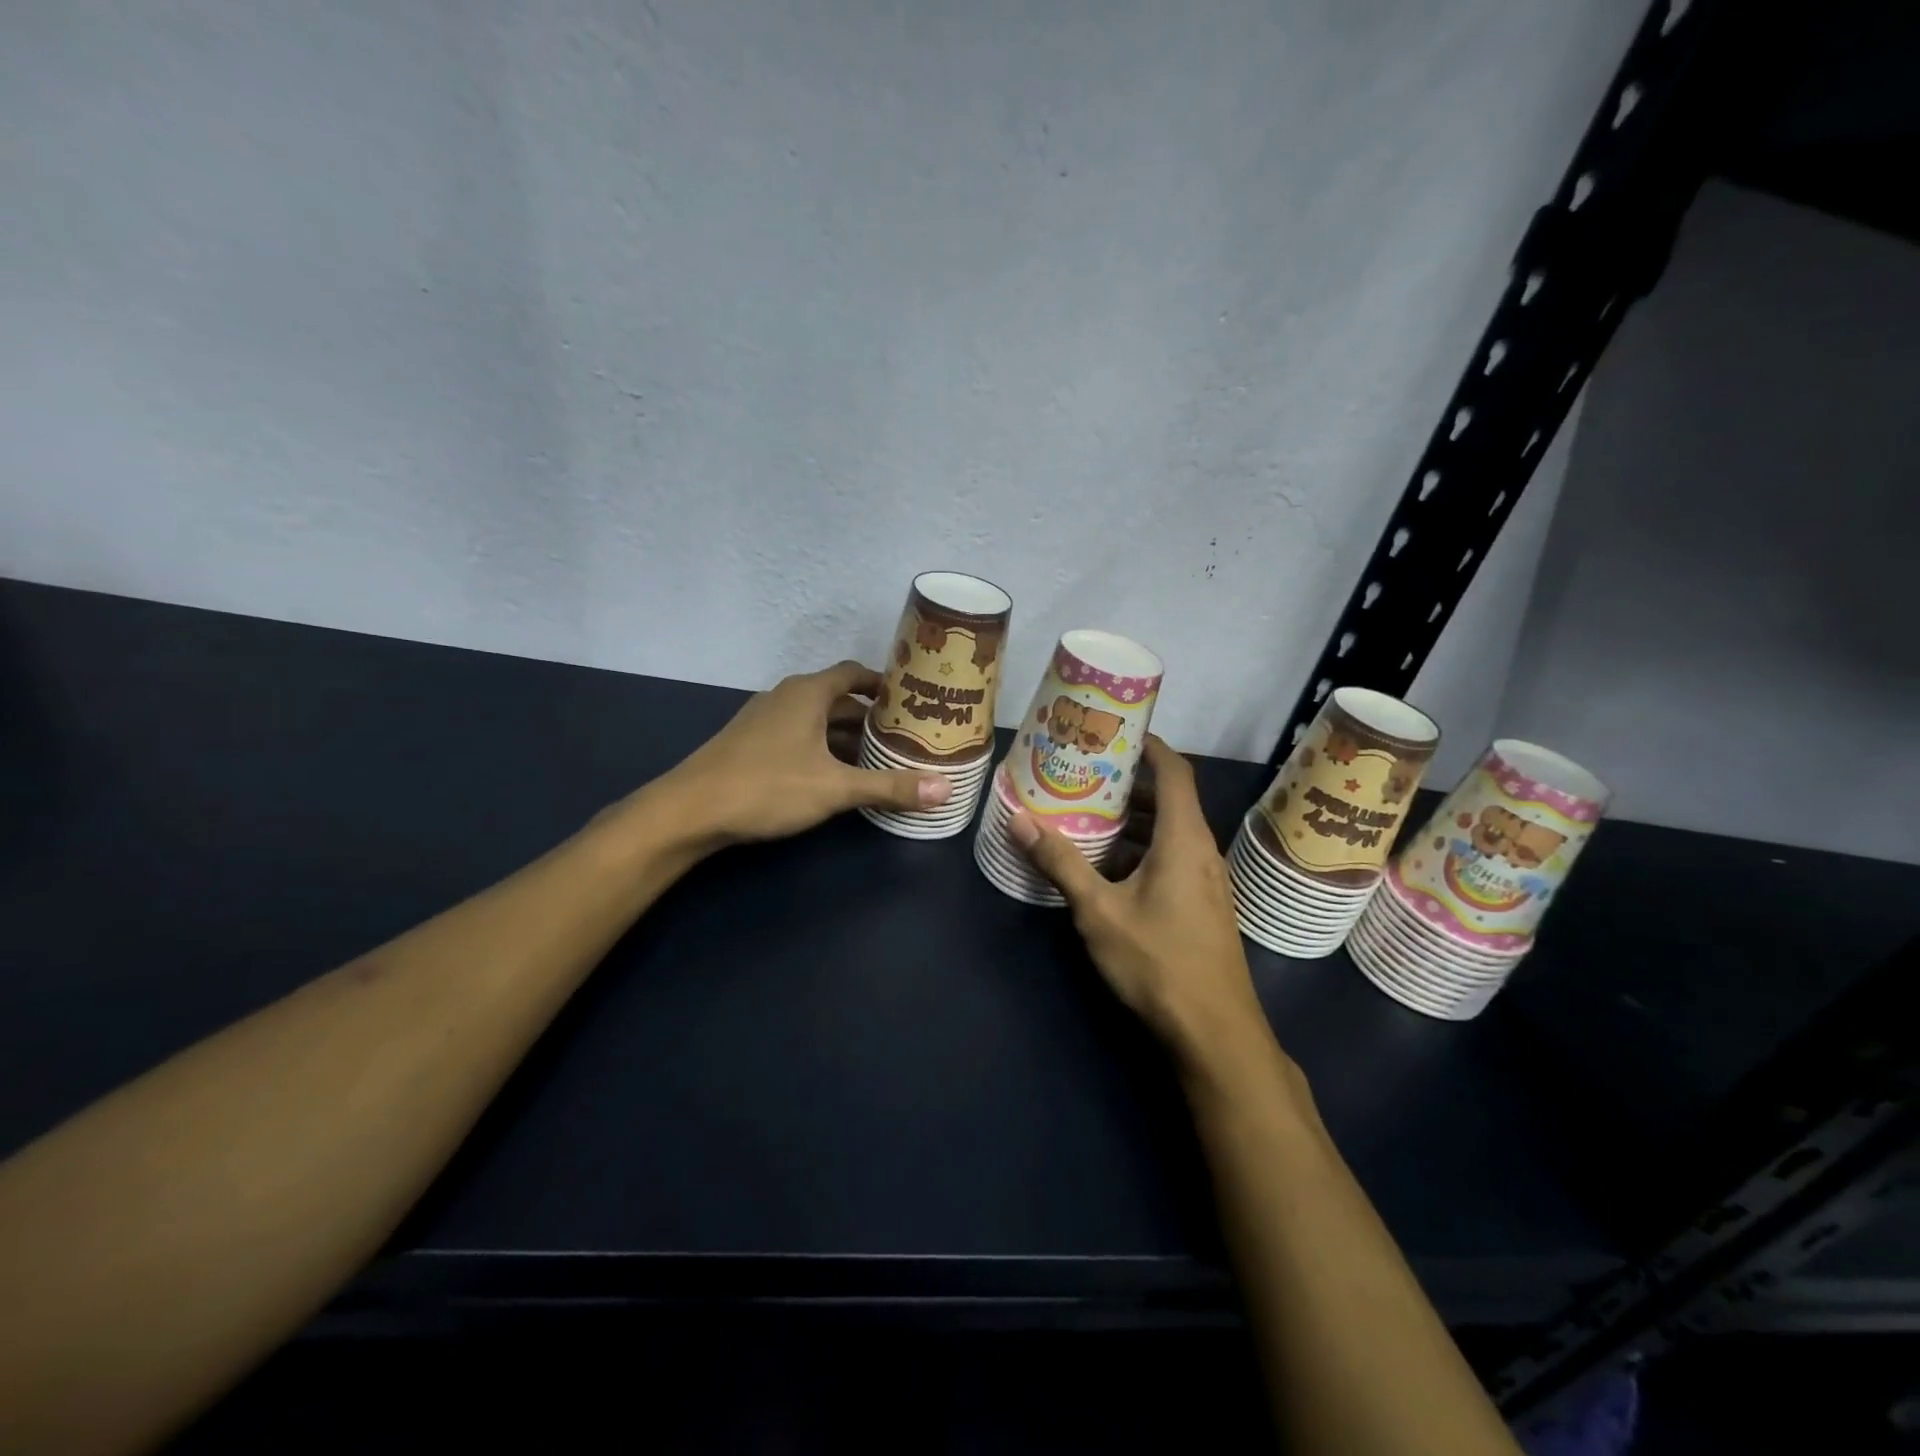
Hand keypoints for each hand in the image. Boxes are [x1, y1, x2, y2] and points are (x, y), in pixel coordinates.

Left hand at [662, 660, 951, 844]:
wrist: (689, 811)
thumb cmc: (767, 787)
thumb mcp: (835, 788)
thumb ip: (890, 787)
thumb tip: (946, 790)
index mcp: (807, 693)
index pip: (855, 673)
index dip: (885, 684)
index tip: (913, 699)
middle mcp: (785, 697)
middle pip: (838, 699)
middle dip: (871, 717)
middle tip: (906, 735)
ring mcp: (764, 720)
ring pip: (817, 721)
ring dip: (846, 736)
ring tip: (880, 757)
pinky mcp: (751, 744)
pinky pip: (798, 736)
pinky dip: (823, 748)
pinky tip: (836, 775)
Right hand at [1008, 737, 1266, 1070]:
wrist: (1214, 1032)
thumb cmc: (1158, 961)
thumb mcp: (1098, 911)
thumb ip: (1060, 862)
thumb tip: (1018, 819)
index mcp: (1183, 838)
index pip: (1174, 771)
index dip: (1150, 744)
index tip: (1115, 730)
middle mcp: (1201, 850)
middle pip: (1170, 799)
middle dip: (1129, 782)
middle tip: (1085, 771)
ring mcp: (1206, 880)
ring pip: (1169, 832)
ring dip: (1133, 819)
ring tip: (1088, 812)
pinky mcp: (1203, 905)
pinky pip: (1172, 857)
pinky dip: (1142, 848)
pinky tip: (1108, 866)